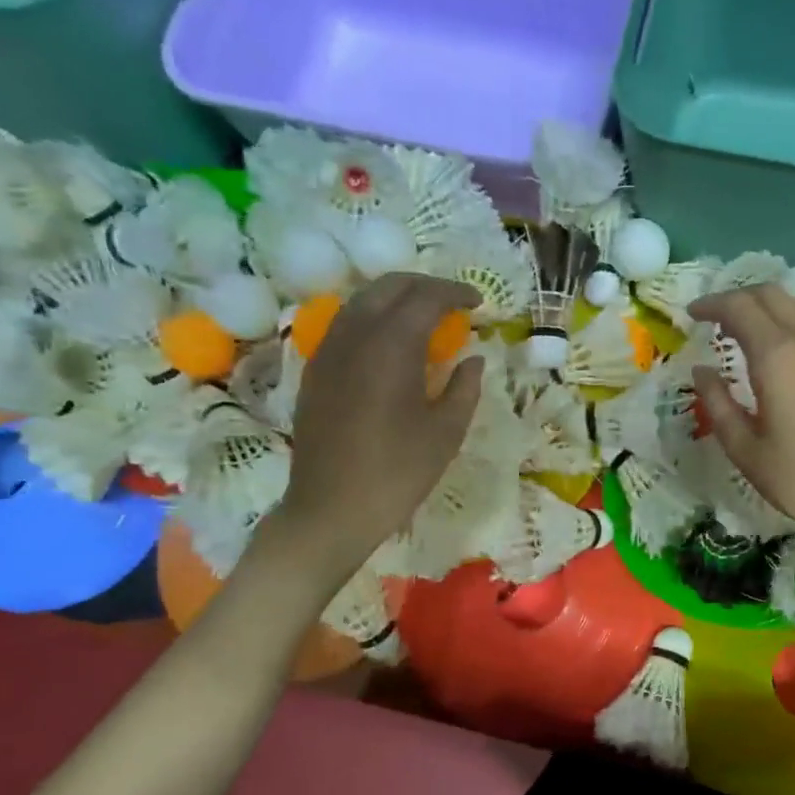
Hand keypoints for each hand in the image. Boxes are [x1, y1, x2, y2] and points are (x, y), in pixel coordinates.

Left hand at [278, 273, 482, 559]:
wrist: (332, 508)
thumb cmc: (398, 473)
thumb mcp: (446, 432)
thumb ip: (464, 388)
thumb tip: (473, 360)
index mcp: (392, 347)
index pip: (425, 297)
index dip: (455, 293)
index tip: (478, 303)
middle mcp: (355, 336)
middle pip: (389, 287)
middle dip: (424, 286)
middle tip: (453, 302)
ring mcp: (329, 351)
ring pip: (362, 301)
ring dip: (396, 298)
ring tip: (423, 317)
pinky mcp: (316, 371)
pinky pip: (346, 325)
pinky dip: (373, 319)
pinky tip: (390, 343)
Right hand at [687, 285, 794, 556]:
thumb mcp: (745, 448)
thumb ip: (718, 404)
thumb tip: (701, 371)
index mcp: (776, 357)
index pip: (739, 308)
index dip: (711, 304)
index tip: (689, 314)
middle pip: (769, 294)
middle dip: (735, 296)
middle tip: (710, 316)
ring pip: (792, 305)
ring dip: (761, 306)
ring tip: (735, 329)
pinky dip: (780, 322)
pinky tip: (767, 350)